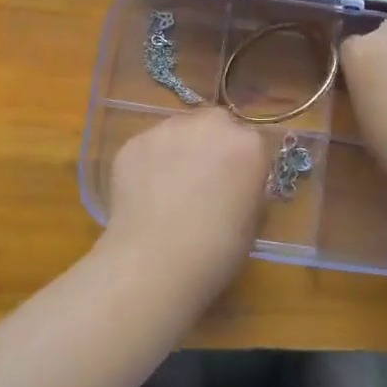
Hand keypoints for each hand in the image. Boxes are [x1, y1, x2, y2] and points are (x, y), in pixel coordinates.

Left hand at [102, 107, 267, 299]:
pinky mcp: (133, 142)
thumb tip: (238, 184)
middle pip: (216, 124)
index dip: (244, 164)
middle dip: (212, 143)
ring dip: (180, 148)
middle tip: (203, 178)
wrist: (155, 262)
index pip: (253, 143)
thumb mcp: (253, 223)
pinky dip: (149, 162)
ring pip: (179, 130)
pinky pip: (149, 146)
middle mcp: (209, 125)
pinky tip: (145, 193)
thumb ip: (249, 190)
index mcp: (247, 145)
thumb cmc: (216, 251)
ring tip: (169, 186)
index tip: (237, 185)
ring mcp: (167, 130)